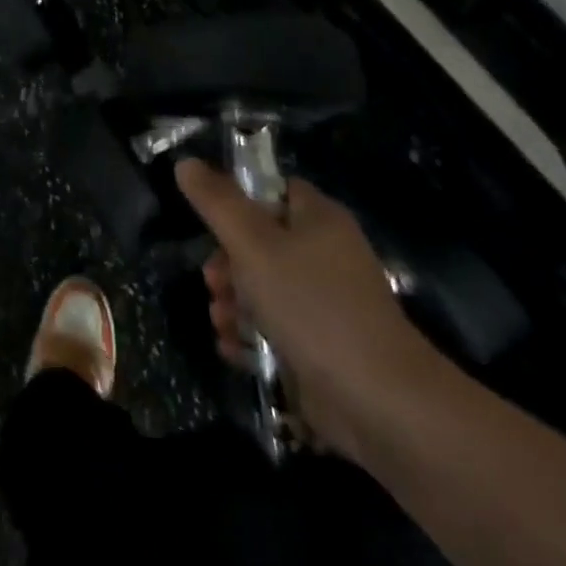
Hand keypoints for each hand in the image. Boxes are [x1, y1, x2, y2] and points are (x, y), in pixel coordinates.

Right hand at [176, 160, 439, 458]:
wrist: (379, 402)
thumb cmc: (312, 306)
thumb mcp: (253, 244)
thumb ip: (216, 202)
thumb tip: (186, 163)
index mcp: (319, 219)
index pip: (273, 191)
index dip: (239, 201)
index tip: (212, 223)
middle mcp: (326, 255)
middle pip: (261, 242)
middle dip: (227, 263)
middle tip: (211, 281)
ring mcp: (326, 304)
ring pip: (264, 288)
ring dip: (233, 302)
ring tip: (221, 319)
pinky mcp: (323, 347)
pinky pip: (277, 329)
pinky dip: (252, 336)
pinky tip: (233, 348)